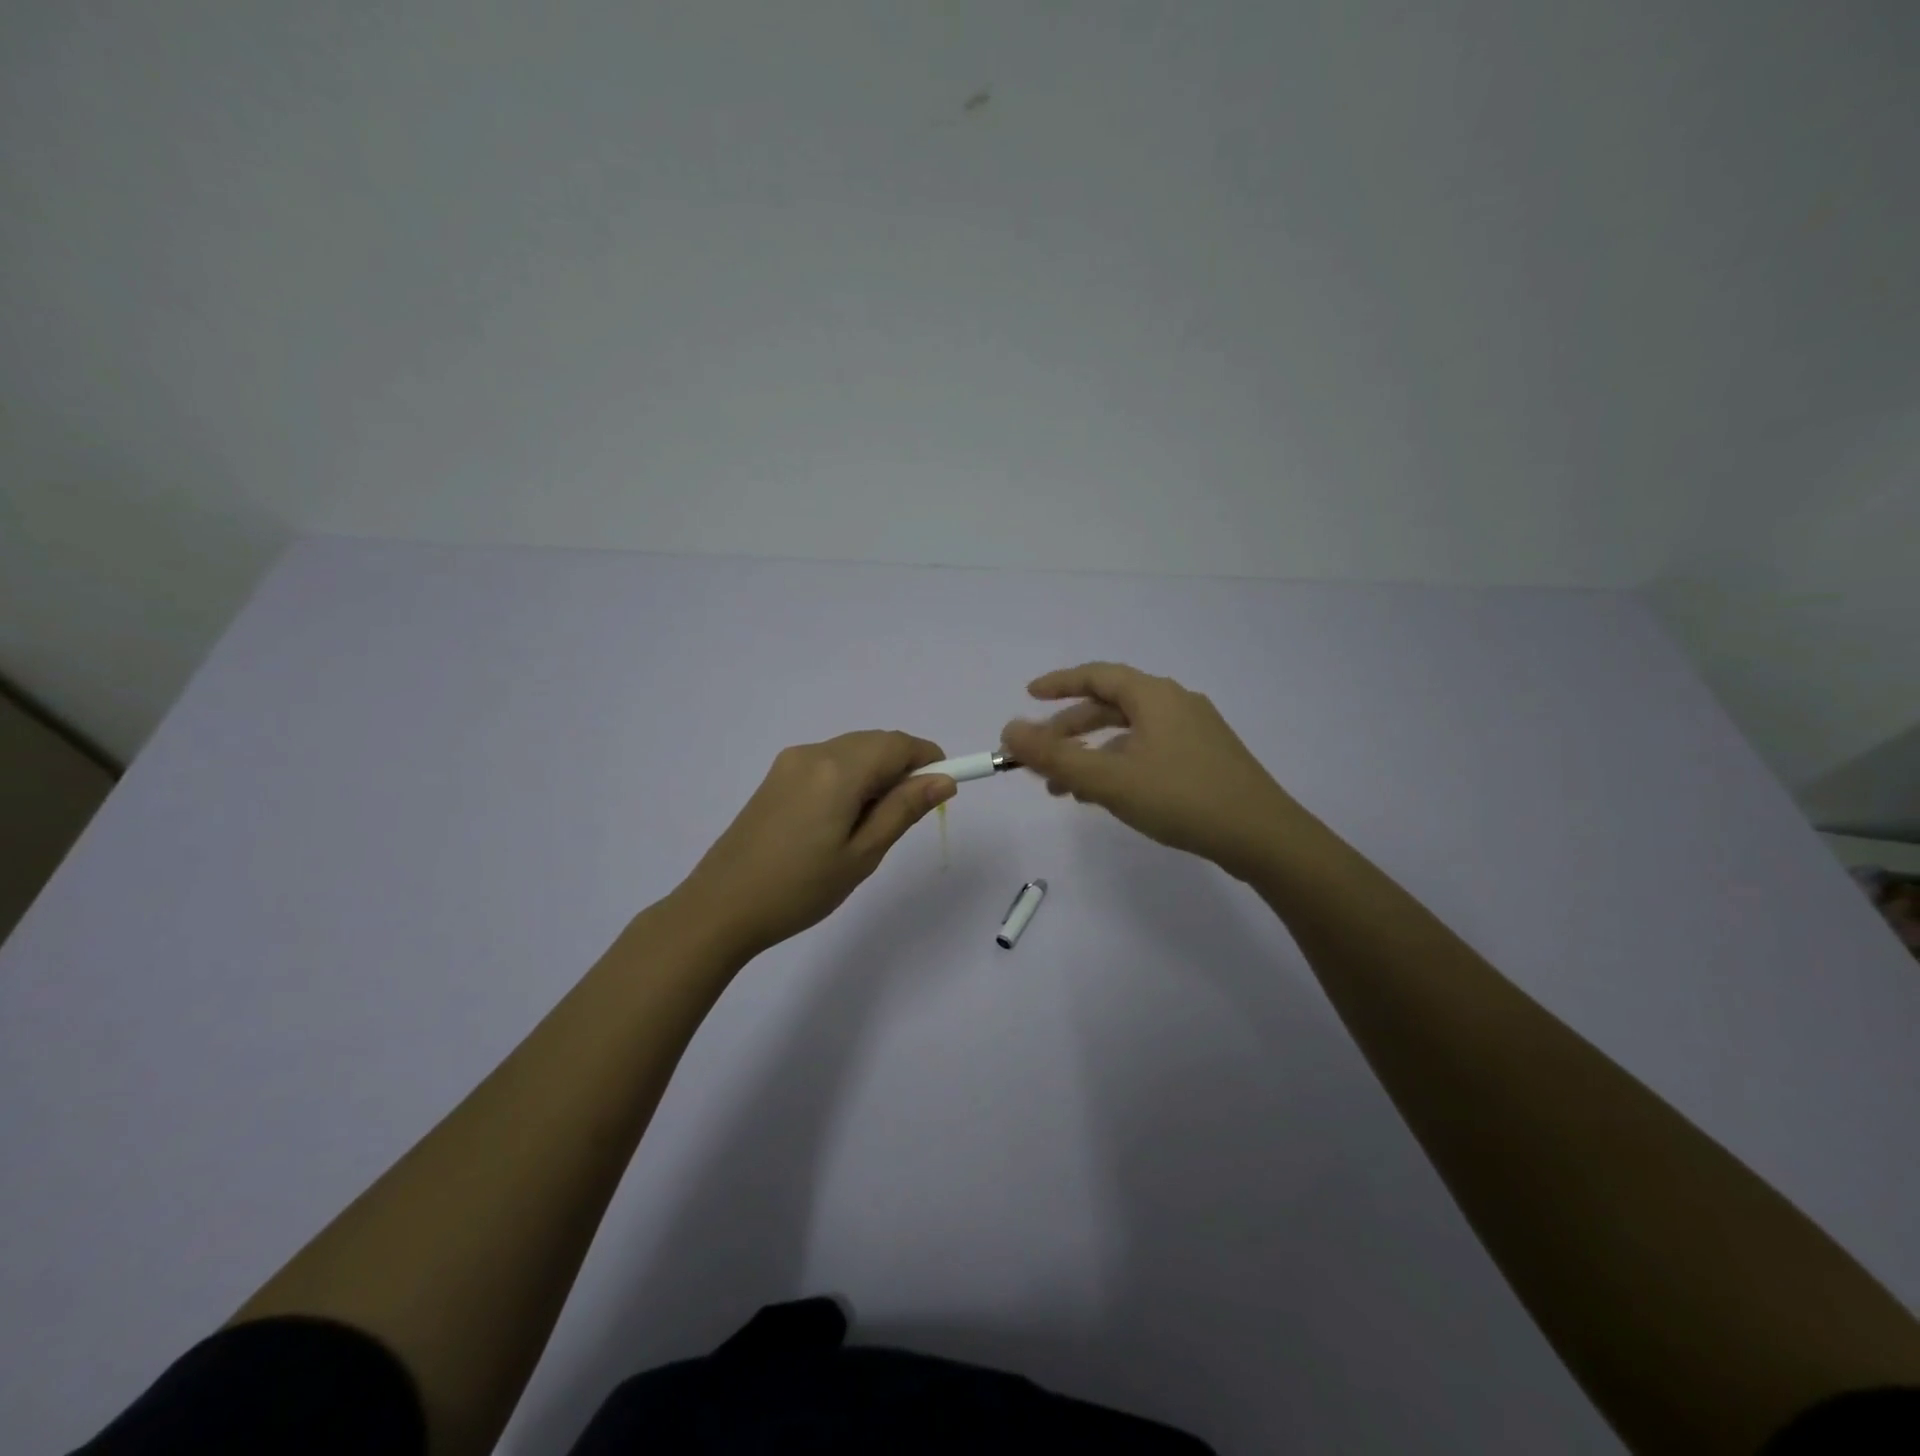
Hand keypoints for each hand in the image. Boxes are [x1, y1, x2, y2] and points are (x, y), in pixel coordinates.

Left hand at [675, 731, 954, 957]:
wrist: (720, 907)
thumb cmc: (800, 888)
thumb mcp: (862, 854)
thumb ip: (904, 809)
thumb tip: (943, 779)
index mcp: (838, 769)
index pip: (897, 744)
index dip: (929, 758)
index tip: (943, 789)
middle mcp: (813, 753)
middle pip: (874, 742)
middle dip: (902, 767)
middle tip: (908, 815)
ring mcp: (790, 763)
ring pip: (851, 751)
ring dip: (876, 773)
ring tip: (872, 825)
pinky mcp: (776, 777)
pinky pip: (828, 763)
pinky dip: (850, 778)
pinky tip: (842, 819)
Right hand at [1002, 663, 1297, 879]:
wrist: (1263, 837)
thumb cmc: (1181, 798)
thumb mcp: (1109, 779)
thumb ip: (1055, 757)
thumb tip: (1009, 730)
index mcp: (1154, 695)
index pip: (1096, 675)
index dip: (1059, 683)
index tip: (1028, 695)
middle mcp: (1175, 703)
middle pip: (1111, 706)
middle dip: (1070, 731)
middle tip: (1040, 756)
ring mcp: (1195, 731)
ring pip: (1129, 733)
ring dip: (1092, 754)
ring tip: (1064, 789)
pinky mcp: (1205, 758)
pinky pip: (1148, 750)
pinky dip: (1119, 765)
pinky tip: (1106, 796)